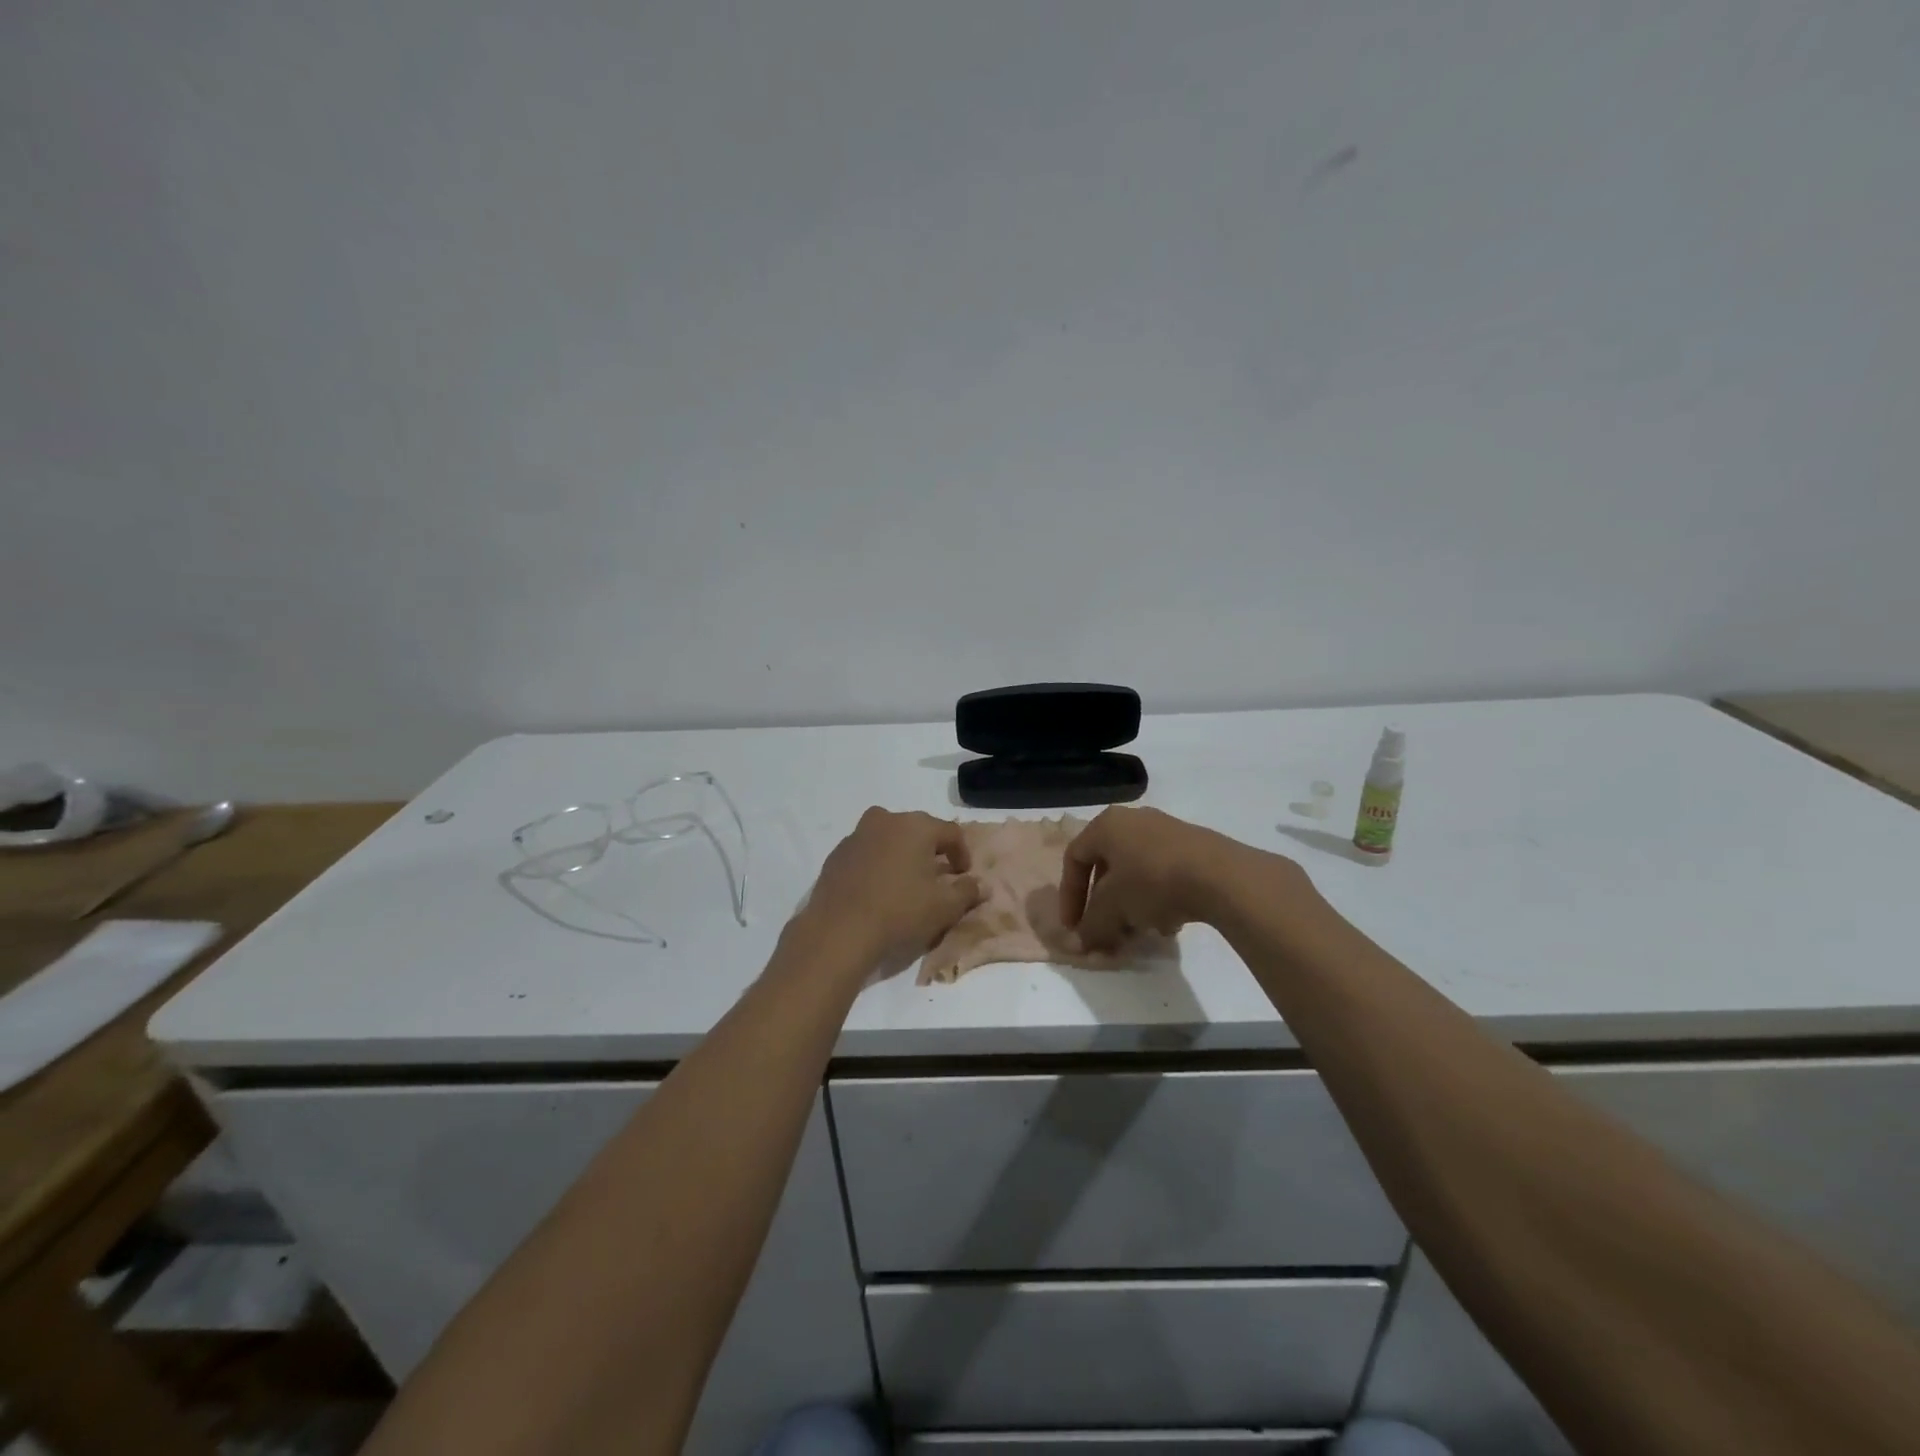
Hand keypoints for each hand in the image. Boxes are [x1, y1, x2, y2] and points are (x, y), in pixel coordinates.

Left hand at [802, 808, 982, 967]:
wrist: (839, 930)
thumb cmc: (900, 912)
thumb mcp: (944, 907)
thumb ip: (967, 892)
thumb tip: (980, 885)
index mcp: (916, 826)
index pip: (951, 832)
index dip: (962, 854)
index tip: (963, 876)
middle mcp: (886, 820)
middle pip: (918, 830)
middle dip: (931, 850)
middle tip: (937, 877)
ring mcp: (857, 835)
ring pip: (889, 838)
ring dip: (902, 854)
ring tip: (906, 882)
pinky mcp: (837, 854)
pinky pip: (866, 852)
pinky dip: (877, 863)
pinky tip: (878, 889)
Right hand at [1060, 806, 1261, 950]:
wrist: (1221, 875)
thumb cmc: (1152, 881)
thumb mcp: (1113, 908)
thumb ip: (1091, 926)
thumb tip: (1080, 943)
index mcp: (1106, 825)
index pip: (1074, 858)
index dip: (1069, 896)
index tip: (1074, 928)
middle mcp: (1133, 820)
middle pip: (1107, 867)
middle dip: (1105, 905)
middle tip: (1107, 932)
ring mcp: (1166, 831)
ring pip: (1136, 873)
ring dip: (1132, 906)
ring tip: (1141, 932)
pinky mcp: (1194, 846)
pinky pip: (1163, 874)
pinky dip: (1158, 899)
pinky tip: (1170, 923)